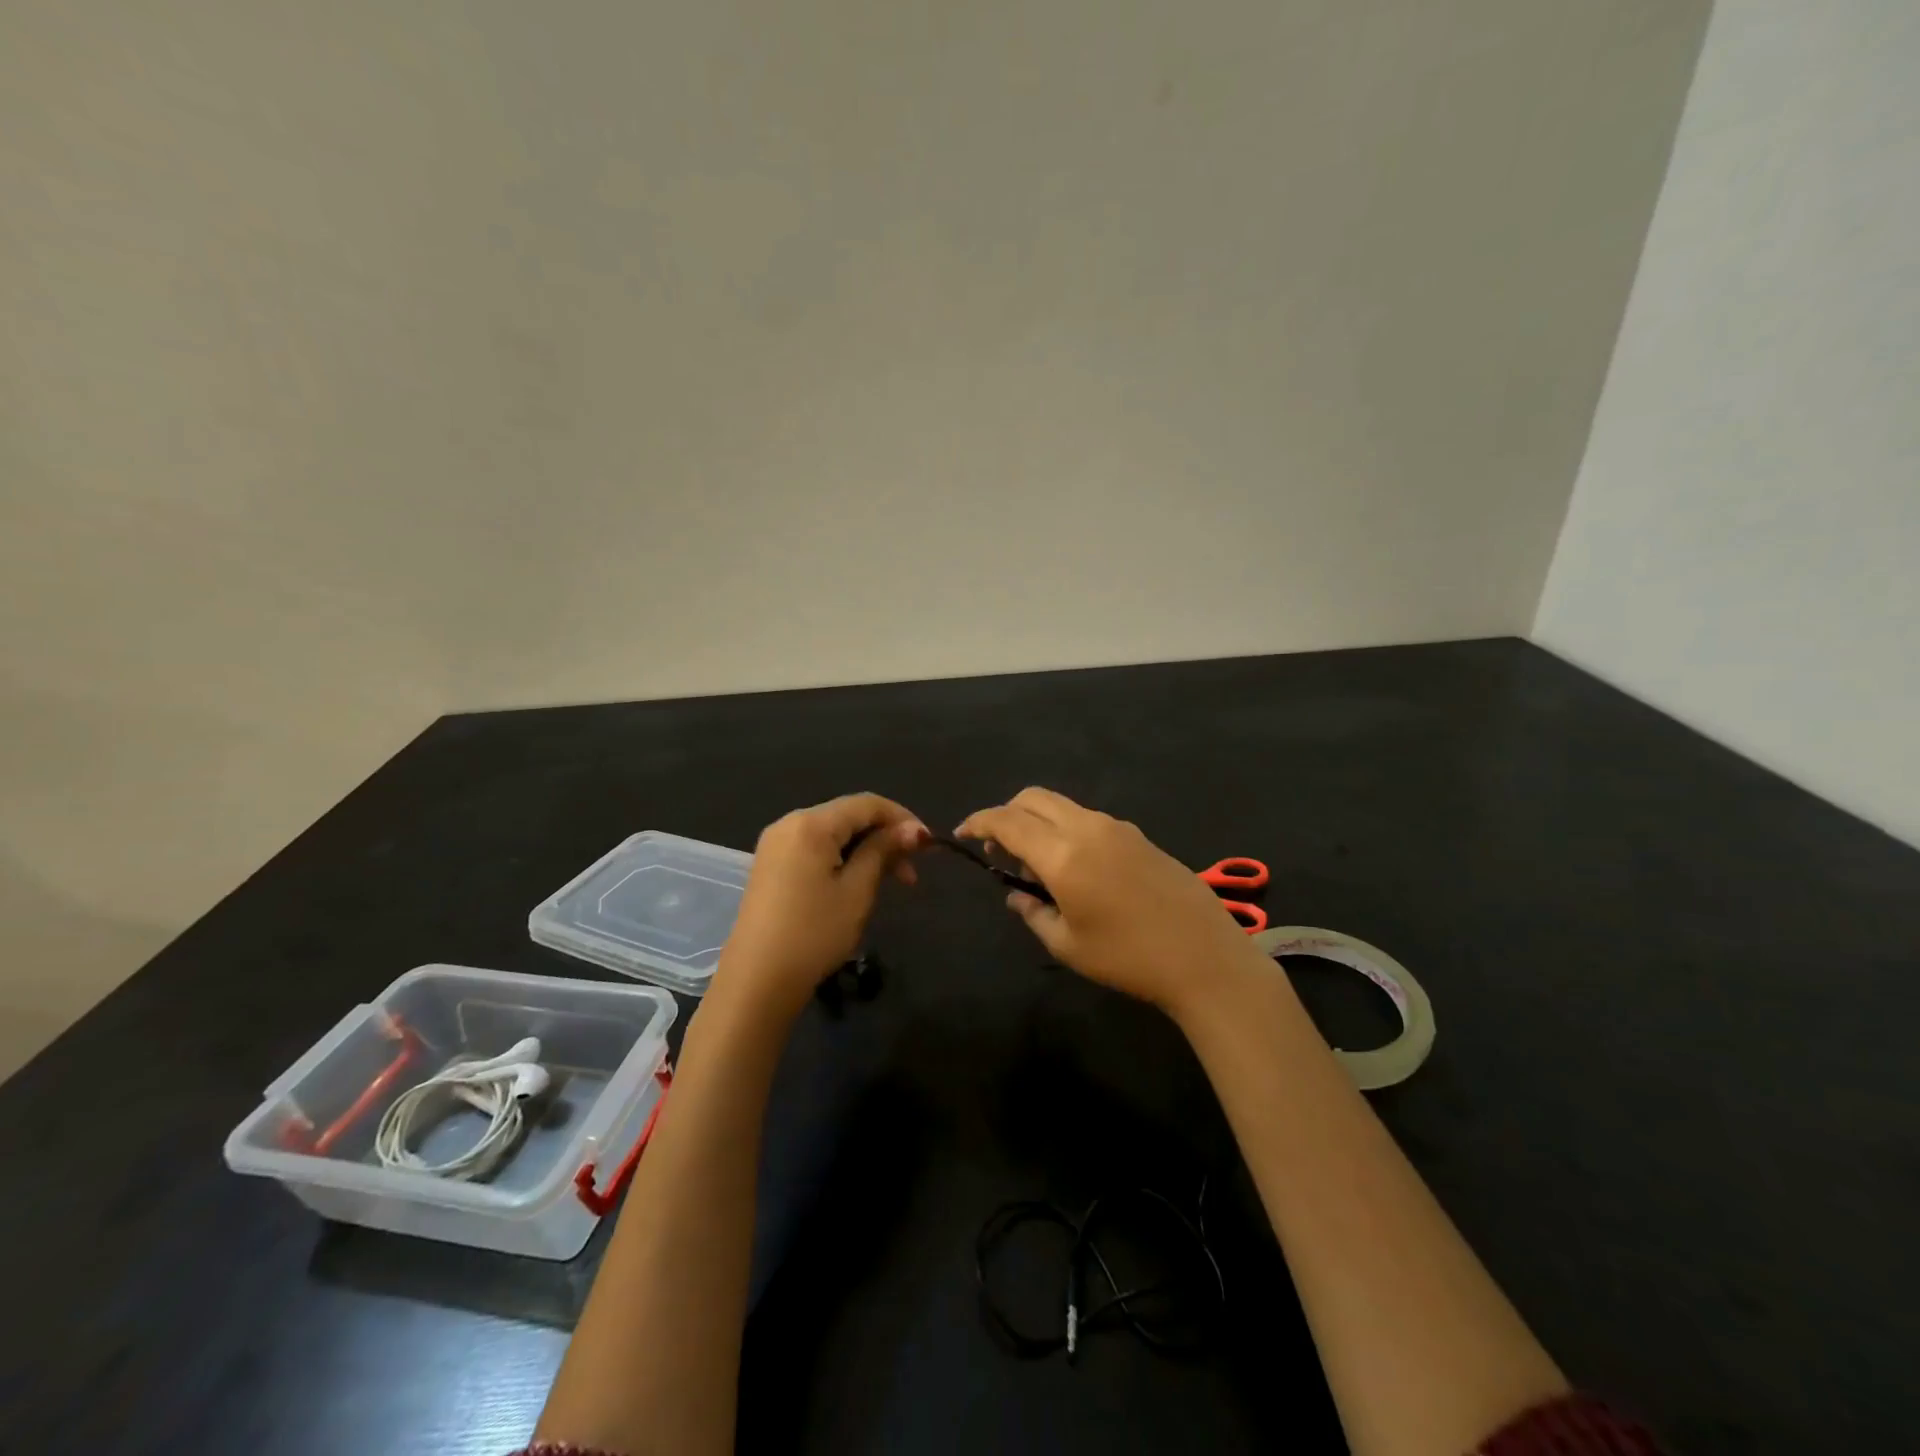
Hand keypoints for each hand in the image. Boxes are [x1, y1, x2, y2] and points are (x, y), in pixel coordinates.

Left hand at [712, 793, 929, 1022]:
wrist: (757, 982)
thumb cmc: (814, 933)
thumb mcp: (857, 890)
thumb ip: (883, 850)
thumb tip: (914, 829)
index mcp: (810, 823)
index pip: (867, 804)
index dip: (903, 819)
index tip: (929, 847)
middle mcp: (789, 823)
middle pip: (849, 816)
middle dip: (885, 837)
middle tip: (911, 875)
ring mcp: (776, 845)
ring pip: (834, 833)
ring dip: (866, 850)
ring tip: (889, 883)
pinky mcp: (770, 866)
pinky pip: (815, 848)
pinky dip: (843, 858)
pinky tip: (857, 884)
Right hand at [957, 787, 1261, 1017]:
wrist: (1204, 957)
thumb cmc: (1129, 958)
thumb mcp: (1068, 945)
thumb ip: (1032, 913)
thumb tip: (1016, 896)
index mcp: (1063, 854)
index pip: (1007, 821)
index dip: (978, 822)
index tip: (962, 834)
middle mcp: (1086, 827)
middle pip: (1033, 798)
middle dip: (1006, 815)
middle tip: (998, 852)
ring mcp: (1116, 827)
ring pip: (1061, 805)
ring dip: (1037, 822)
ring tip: (1037, 867)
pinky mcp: (1137, 835)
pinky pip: (1086, 818)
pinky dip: (1065, 829)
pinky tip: (1074, 868)